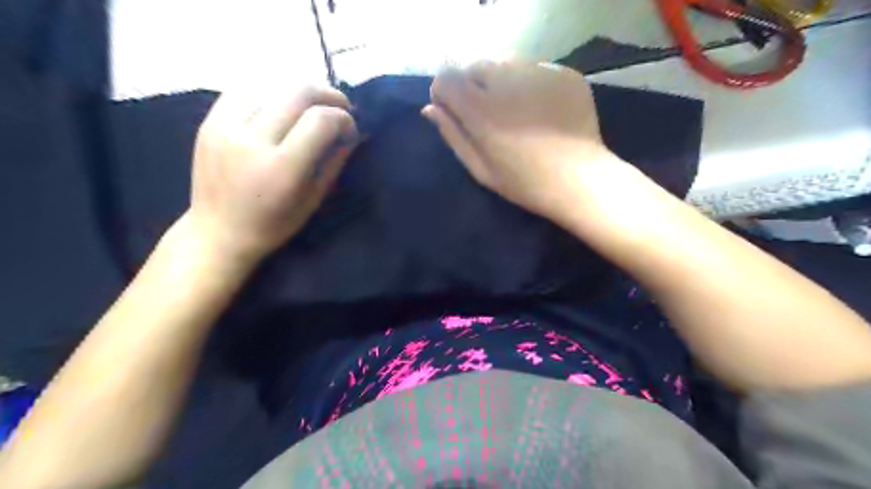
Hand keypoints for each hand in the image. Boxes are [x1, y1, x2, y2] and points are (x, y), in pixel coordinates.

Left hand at [186, 86, 358, 265]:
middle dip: (328, 94)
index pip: (320, 120)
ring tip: (311, 107)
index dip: (343, 117)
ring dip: (300, 93)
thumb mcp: (313, 200)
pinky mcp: (209, 122)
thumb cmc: (273, 225)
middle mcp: (252, 140)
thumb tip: (351, 134)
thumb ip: (334, 162)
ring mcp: (226, 127)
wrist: (218, 232)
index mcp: (282, 168)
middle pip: (298, 92)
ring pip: (273, 85)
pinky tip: (280, 106)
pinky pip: (245, 90)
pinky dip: (270, 92)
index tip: (350, 128)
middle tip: (340, 106)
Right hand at [423, 60, 625, 223]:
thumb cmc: (524, 182)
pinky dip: (529, 82)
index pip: (446, 78)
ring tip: (513, 108)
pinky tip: (539, 108)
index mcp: (480, 109)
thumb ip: (452, 135)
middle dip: (472, 85)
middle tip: (486, 112)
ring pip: (505, 62)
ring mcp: (538, 73)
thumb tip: (430, 109)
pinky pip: (534, 68)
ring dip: (500, 80)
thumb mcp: (480, 168)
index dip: (443, 92)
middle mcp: (506, 81)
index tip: (451, 109)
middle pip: (474, 66)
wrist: (579, 180)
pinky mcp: (563, 73)